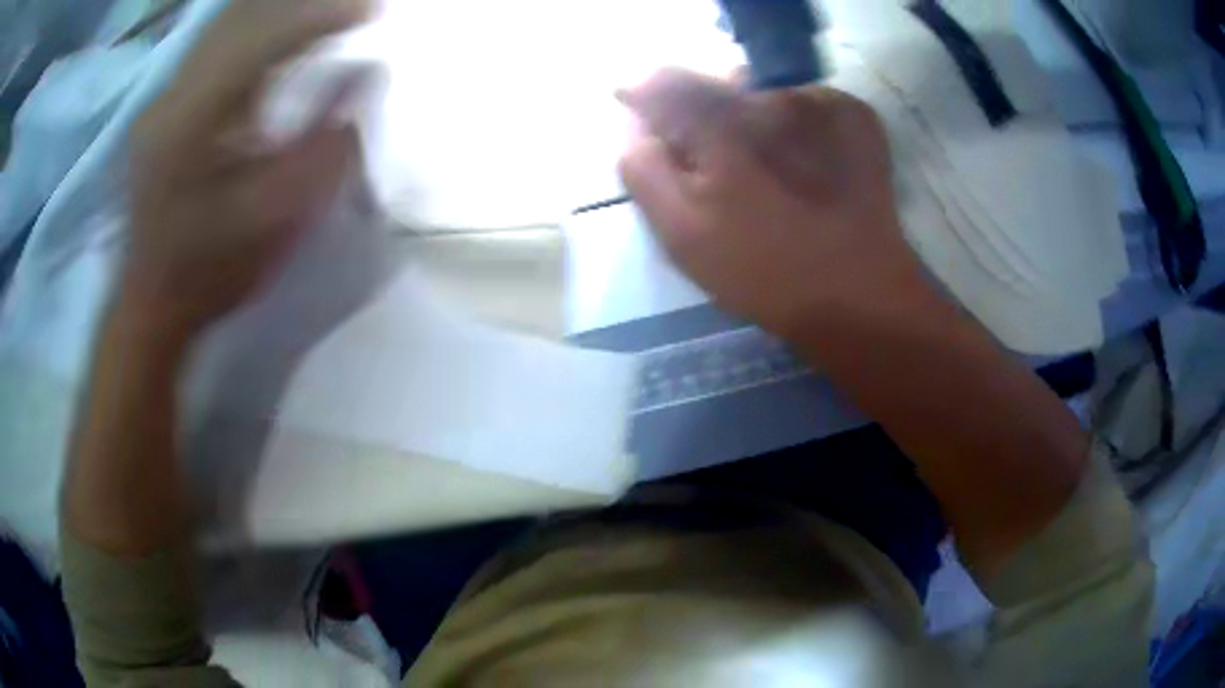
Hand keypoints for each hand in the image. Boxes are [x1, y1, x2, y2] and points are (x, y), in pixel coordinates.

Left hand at [120, 0, 369, 342]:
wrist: (151, 305)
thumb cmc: (212, 274)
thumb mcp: (275, 221)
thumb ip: (324, 145)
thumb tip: (367, 75)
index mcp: (191, 127)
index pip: (261, 40)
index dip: (321, 16)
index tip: (373, 10)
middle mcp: (171, 98)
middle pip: (239, 16)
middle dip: (302, 2)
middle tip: (352, 6)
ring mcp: (163, 98)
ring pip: (225, 23)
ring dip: (278, 9)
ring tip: (326, 13)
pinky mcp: (165, 106)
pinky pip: (215, 44)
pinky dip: (255, 27)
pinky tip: (282, 32)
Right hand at [618, 68, 925, 337]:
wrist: (859, 293)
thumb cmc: (764, 270)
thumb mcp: (681, 232)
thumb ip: (645, 170)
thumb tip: (639, 128)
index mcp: (723, 120)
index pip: (665, 83)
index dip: (646, 98)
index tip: (646, 122)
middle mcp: (772, 93)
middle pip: (717, 82)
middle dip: (704, 112)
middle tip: (714, 161)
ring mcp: (822, 100)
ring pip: (764, 90)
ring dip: (752, 116)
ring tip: (765, 166)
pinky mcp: (855, 115)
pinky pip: (806, 102)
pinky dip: (795, 124)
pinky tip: (804, 165)